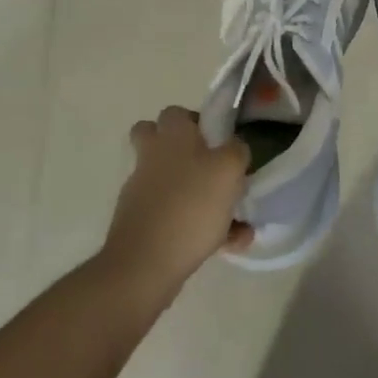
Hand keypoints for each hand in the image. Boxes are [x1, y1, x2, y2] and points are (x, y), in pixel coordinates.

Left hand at [100, 106, 251, 296]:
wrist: (144, 264)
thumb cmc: (190, 206)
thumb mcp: (229, 169)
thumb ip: (237, 151)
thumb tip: (235, 147)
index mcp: (171, 137)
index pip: (175, 113)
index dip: (195, 121)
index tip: (218, 139)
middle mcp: (151, 159)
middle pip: (157, 142)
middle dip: (183, 153)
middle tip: (210, 168)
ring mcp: (140, 193)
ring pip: (170, 185)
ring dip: (198, 197)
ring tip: (235, 221)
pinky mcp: (140, 225)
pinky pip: (174, 218)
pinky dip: (196, 228)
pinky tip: (225, 246)